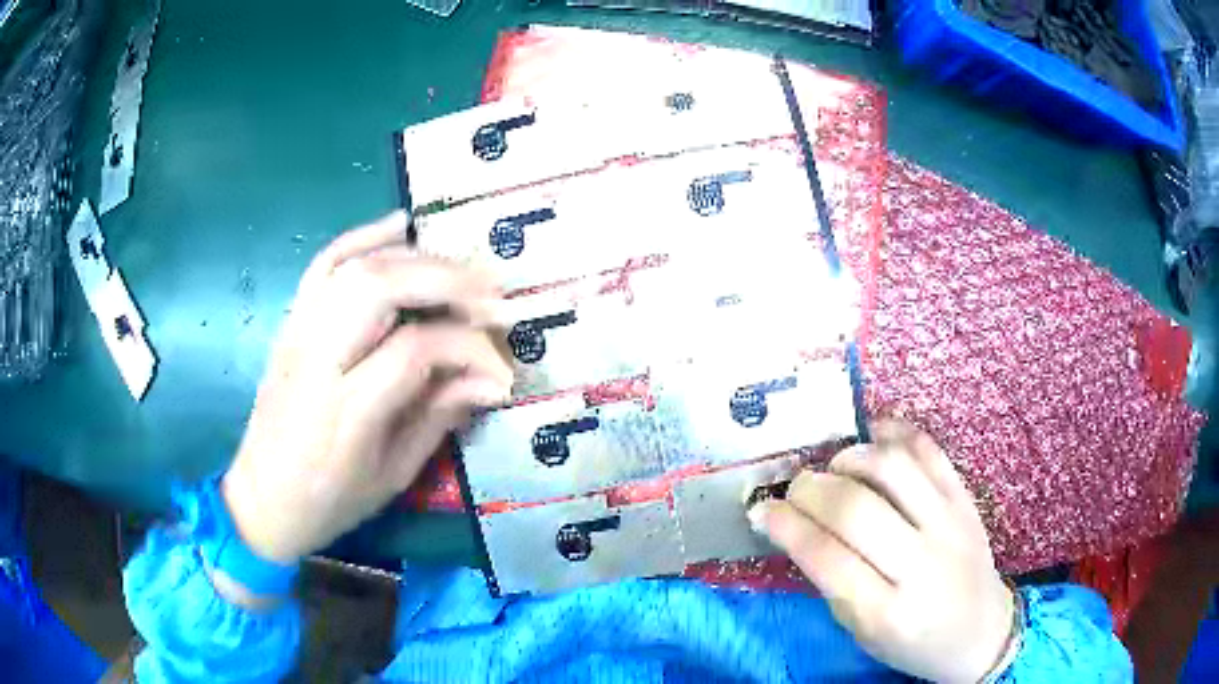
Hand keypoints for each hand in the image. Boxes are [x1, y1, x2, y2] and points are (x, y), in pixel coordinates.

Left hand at [221, 211, 512, 565]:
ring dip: (416, 256)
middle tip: (495, 297)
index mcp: (345, 411)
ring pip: (356, 265)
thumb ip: (440, 418)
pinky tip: (401, 226)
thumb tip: (491, 380)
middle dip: (448, 280)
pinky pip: (325, 263)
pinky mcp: (291, 322)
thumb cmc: (329, 501)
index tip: (502, 371)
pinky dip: (365, 236)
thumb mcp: (393, 476)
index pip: (415, 350)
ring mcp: (298, 332)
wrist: (261, 500)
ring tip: (461, 269)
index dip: (469, 350)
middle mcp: (316, 358)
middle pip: (381, 287)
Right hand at [750, 421, 1014, 682]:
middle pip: (857, 509)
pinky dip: (897, 433)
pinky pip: (931, 452)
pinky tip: (874, 435)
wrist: (982, 632)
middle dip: (812, 490)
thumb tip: (798, 529)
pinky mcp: (966, 500)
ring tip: (835, 465)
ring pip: (894, 470)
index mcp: (886, 612)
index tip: (763, 511)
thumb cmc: (914, 643)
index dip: (787, 527)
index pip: (827, 558)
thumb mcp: (864, 633)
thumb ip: (834, 583)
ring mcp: (949, 525)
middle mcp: (921, 564)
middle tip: (794, 488)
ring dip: (852, 457)